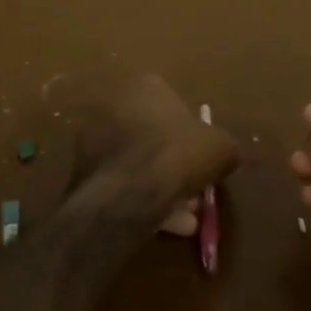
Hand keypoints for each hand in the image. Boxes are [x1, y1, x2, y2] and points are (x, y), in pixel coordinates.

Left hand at [66, 70, 237, 225]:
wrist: (128, 192)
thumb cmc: (177, 154)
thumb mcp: (220, 148)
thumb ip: (225, 148)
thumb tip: (227, 156)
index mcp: (146, 86)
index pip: (174, 105)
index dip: (193, 135)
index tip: (204, 159)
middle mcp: (115, 105)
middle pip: (154, 137)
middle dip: (176, 164)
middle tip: (195, 191)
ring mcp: (94, 137)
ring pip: (138, 163)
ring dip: (161, 186)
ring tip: (184, 216)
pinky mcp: (83, 170)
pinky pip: (122, 183)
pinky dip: (142, 200)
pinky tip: (164, 224)